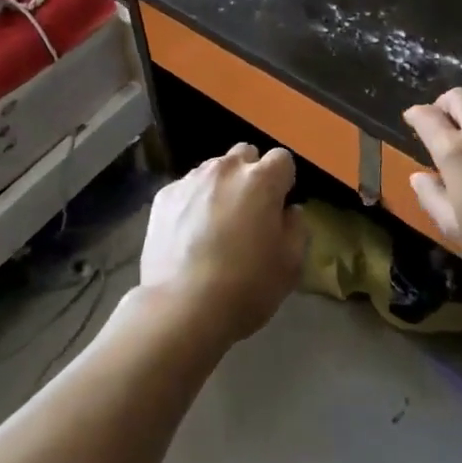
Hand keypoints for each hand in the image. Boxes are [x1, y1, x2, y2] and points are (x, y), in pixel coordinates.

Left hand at [140, 144, 305, 343]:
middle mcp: (226, 169)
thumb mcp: (290, 266)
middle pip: (245, 155)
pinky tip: (189, 234)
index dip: (283, 181)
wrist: (181, 307)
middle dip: (251, 174)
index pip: (282, 159)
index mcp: (261, 180)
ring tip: (216, 224)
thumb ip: (297, 229)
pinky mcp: (164, 195)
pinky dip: (192, 202)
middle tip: (249, 211)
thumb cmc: (245, 287)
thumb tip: (290, 211)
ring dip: (221, 186)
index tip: (279, 206)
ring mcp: (191, 179)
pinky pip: (186, 188)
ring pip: (213, 169)